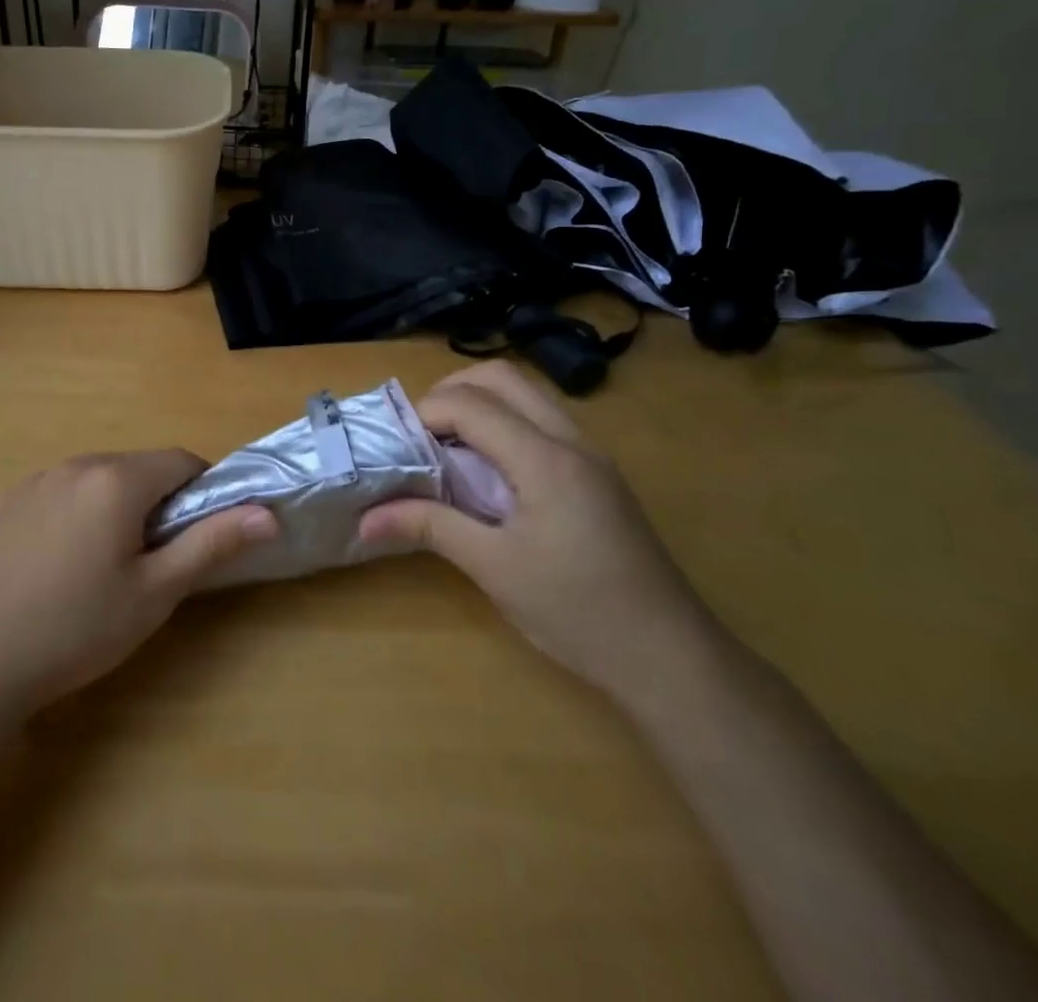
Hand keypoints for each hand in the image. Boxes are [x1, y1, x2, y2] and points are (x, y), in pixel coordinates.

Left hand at [0, 450, 275, 714]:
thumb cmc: (77, 628)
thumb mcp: (155, 592)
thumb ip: (212, 543)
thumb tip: (269, 513)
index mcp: (117, 479)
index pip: (181, 461)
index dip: (201, 492)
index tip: (198, 536)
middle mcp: (77, 464)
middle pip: (139, 468)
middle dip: (158, 502)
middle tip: (152, 561)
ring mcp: (37, 479)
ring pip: (100, 479)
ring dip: (118, 506)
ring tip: (105, 566)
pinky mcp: (9, 500)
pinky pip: (63, 491)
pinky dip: (79, 512)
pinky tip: (61, 564)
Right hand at [359, 361, 716, 701]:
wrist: (671, 658)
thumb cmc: (577, 611)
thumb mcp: (494, 569)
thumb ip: (430, 527)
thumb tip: (365, 518)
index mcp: (544, 458)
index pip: (470, 404)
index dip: (424, 413)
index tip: (395, 444)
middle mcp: (571, 440)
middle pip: (501, 377)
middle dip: (451, 390)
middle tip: (419, 431)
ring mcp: (591, 454)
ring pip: (527, 394)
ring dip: (480, 402)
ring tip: (446, 445)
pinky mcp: (599, 474)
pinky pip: (543, 420)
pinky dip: (505, 422)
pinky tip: (488, 469)